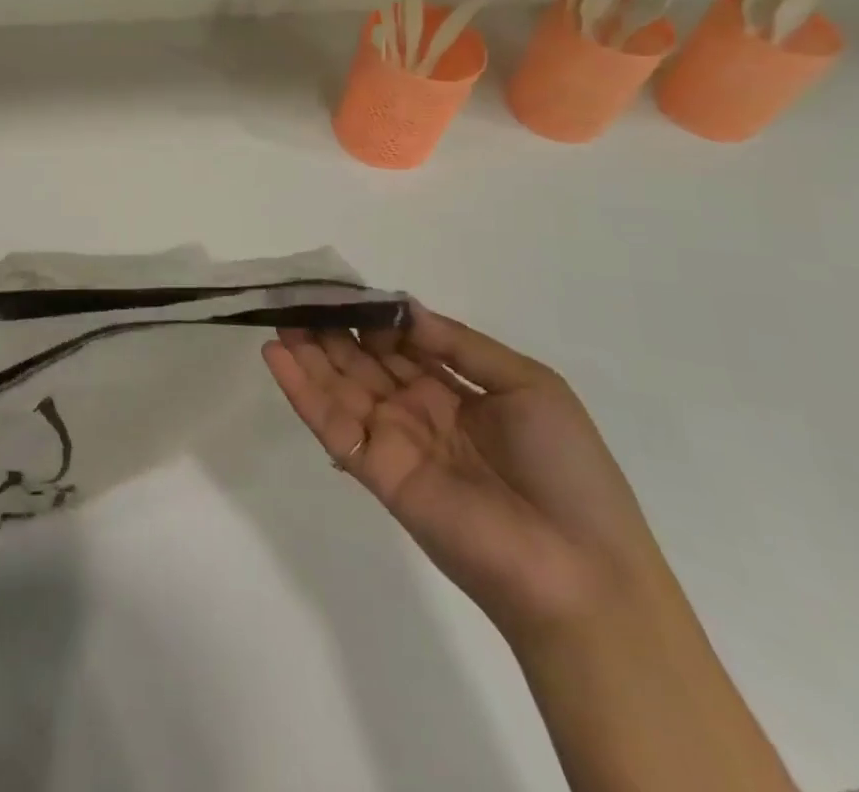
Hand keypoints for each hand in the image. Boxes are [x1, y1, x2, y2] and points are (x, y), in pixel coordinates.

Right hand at [263, 308, 670, 645]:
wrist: (583, 571)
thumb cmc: (566, 468)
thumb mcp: (529, 386)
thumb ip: (460, 344)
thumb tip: (403, 308)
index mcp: (455, 392)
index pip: (400, 344)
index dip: (372, 317)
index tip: (342, 287)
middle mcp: (417, 411)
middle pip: (362, 362)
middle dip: (330, 329)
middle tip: (296, 296)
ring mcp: (392, 441)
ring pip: (339, 387)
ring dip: (306, 353)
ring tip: (277, 316)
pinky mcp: (374, 470)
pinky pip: (331, 423)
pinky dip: (300, 390)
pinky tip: (275, 355)